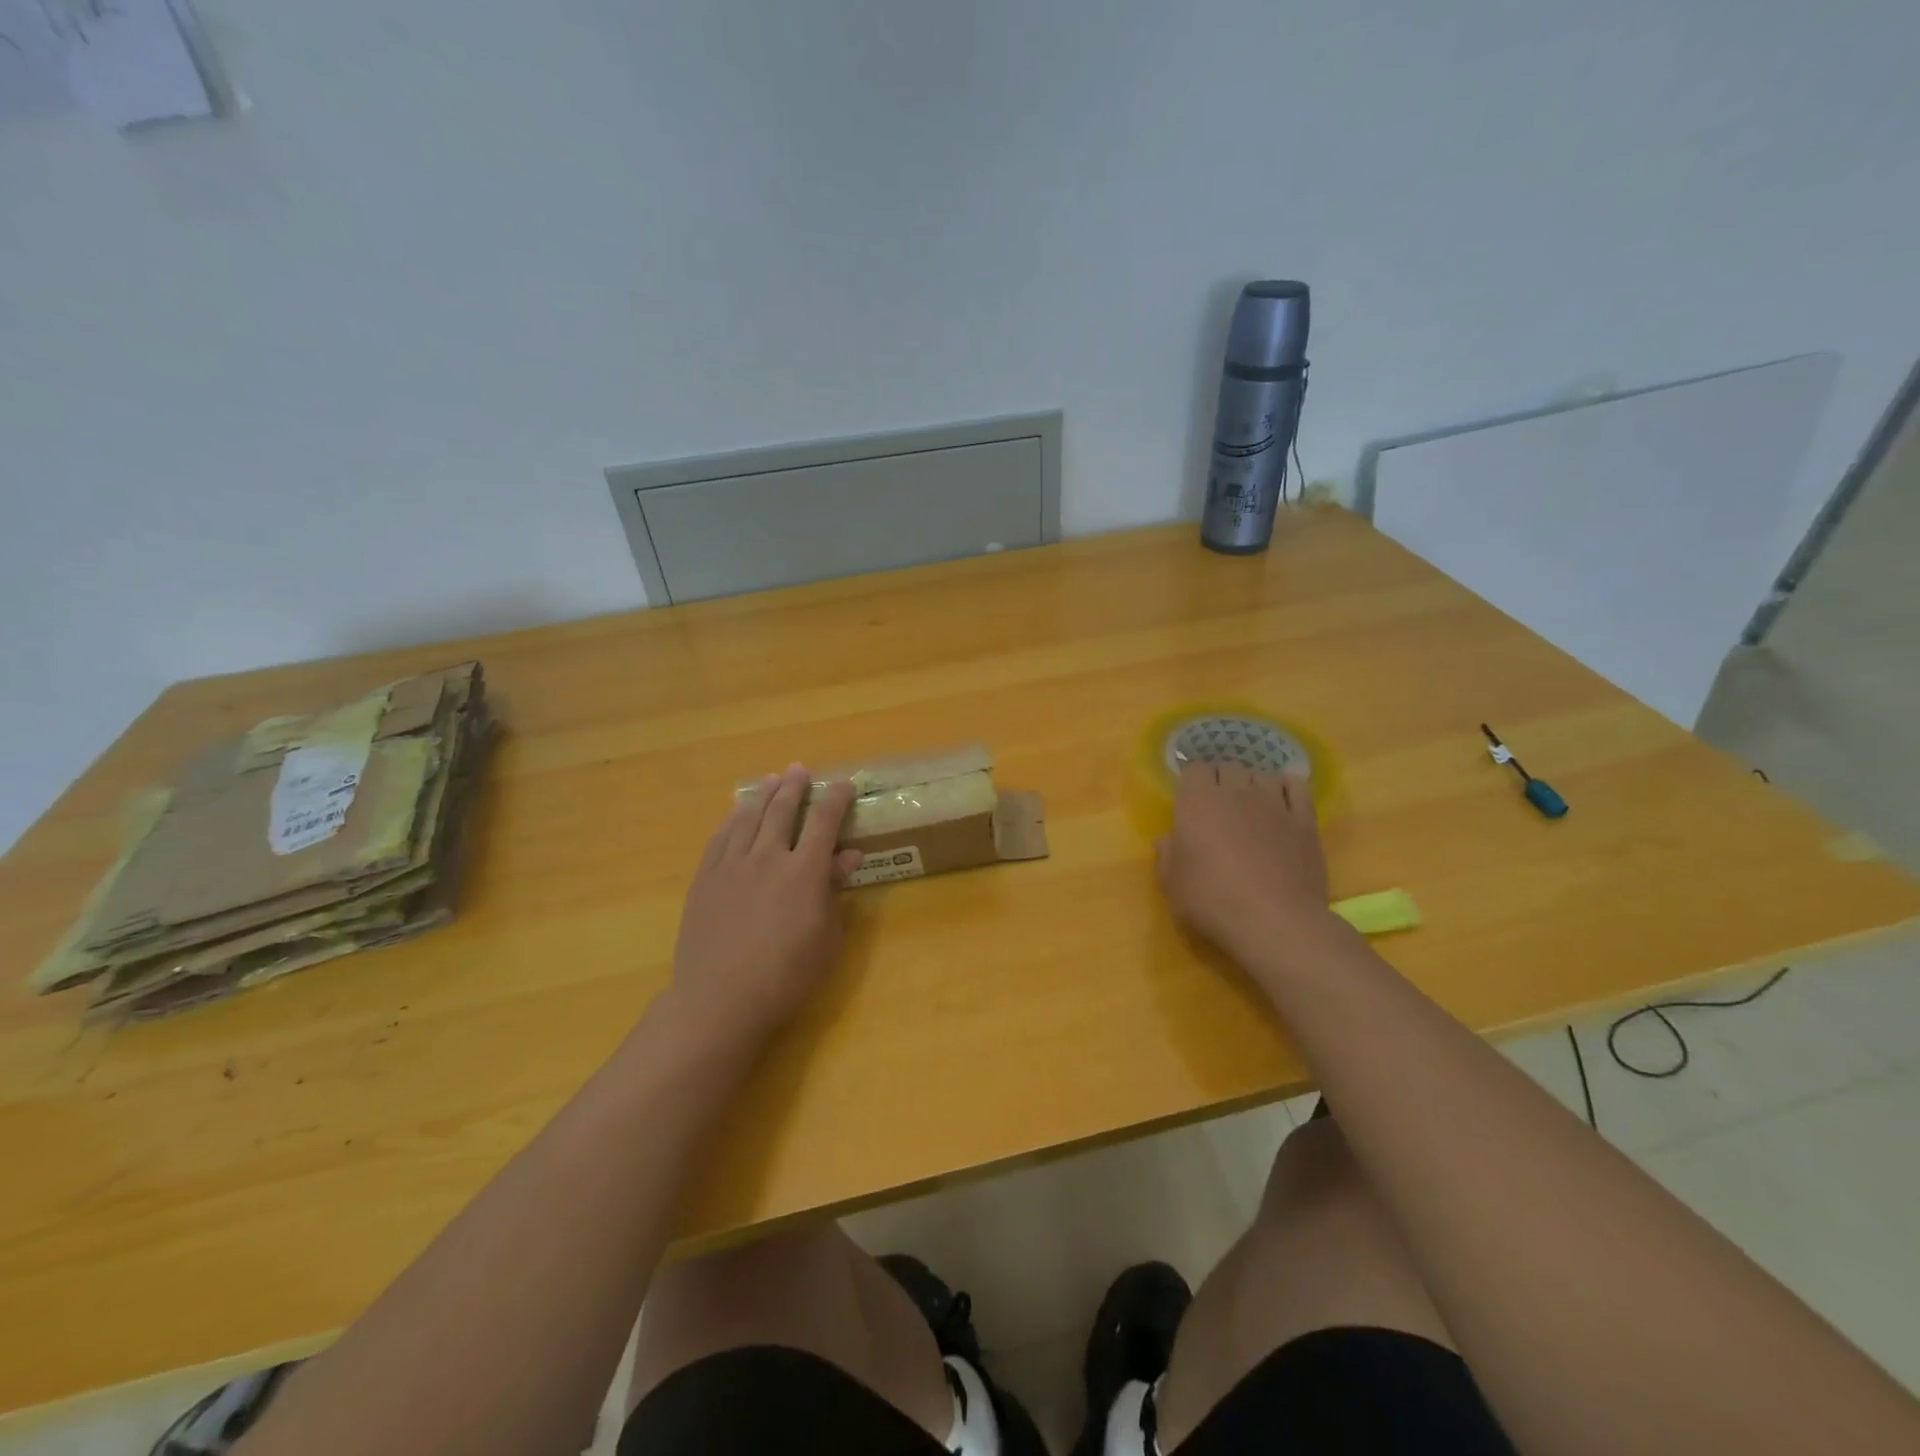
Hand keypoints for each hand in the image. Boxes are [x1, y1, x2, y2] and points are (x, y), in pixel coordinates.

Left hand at [666, 764, 863, 1049]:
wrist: (719, 1000)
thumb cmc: (786, 976)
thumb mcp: (825, 937)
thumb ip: (835, 890)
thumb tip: (849, 855)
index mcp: (804, 871)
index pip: (824, 821)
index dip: (836, 798)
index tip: (844, 783)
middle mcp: (768, 857)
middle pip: (783, 810)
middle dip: (795, 787)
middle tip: (800, 770)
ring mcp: (732, 865)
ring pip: (749, 817)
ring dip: (764, 795)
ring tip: (772, 780)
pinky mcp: (705, 879)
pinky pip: (720, 837)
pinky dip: (732, 819)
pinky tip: (737, 813)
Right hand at [1156, 763, 1333, 967]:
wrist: (1273, 921)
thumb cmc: (1211, 900)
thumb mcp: (1171, 883)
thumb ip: (1166, 854)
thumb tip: (1168, 839)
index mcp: (1197, 802)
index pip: (1194, 769)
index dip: (1192, 782)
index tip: (1190, 801)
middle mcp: (1235, 792)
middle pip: (1228, 767)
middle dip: (1221, 780)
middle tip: (1218, 806)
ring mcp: (1274, 803)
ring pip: (1262, 774)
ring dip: (1253, 784)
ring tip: (1251, 804)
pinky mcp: (1304, 820)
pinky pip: (1297, 787)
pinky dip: (1288, 787)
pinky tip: (1283, 799)